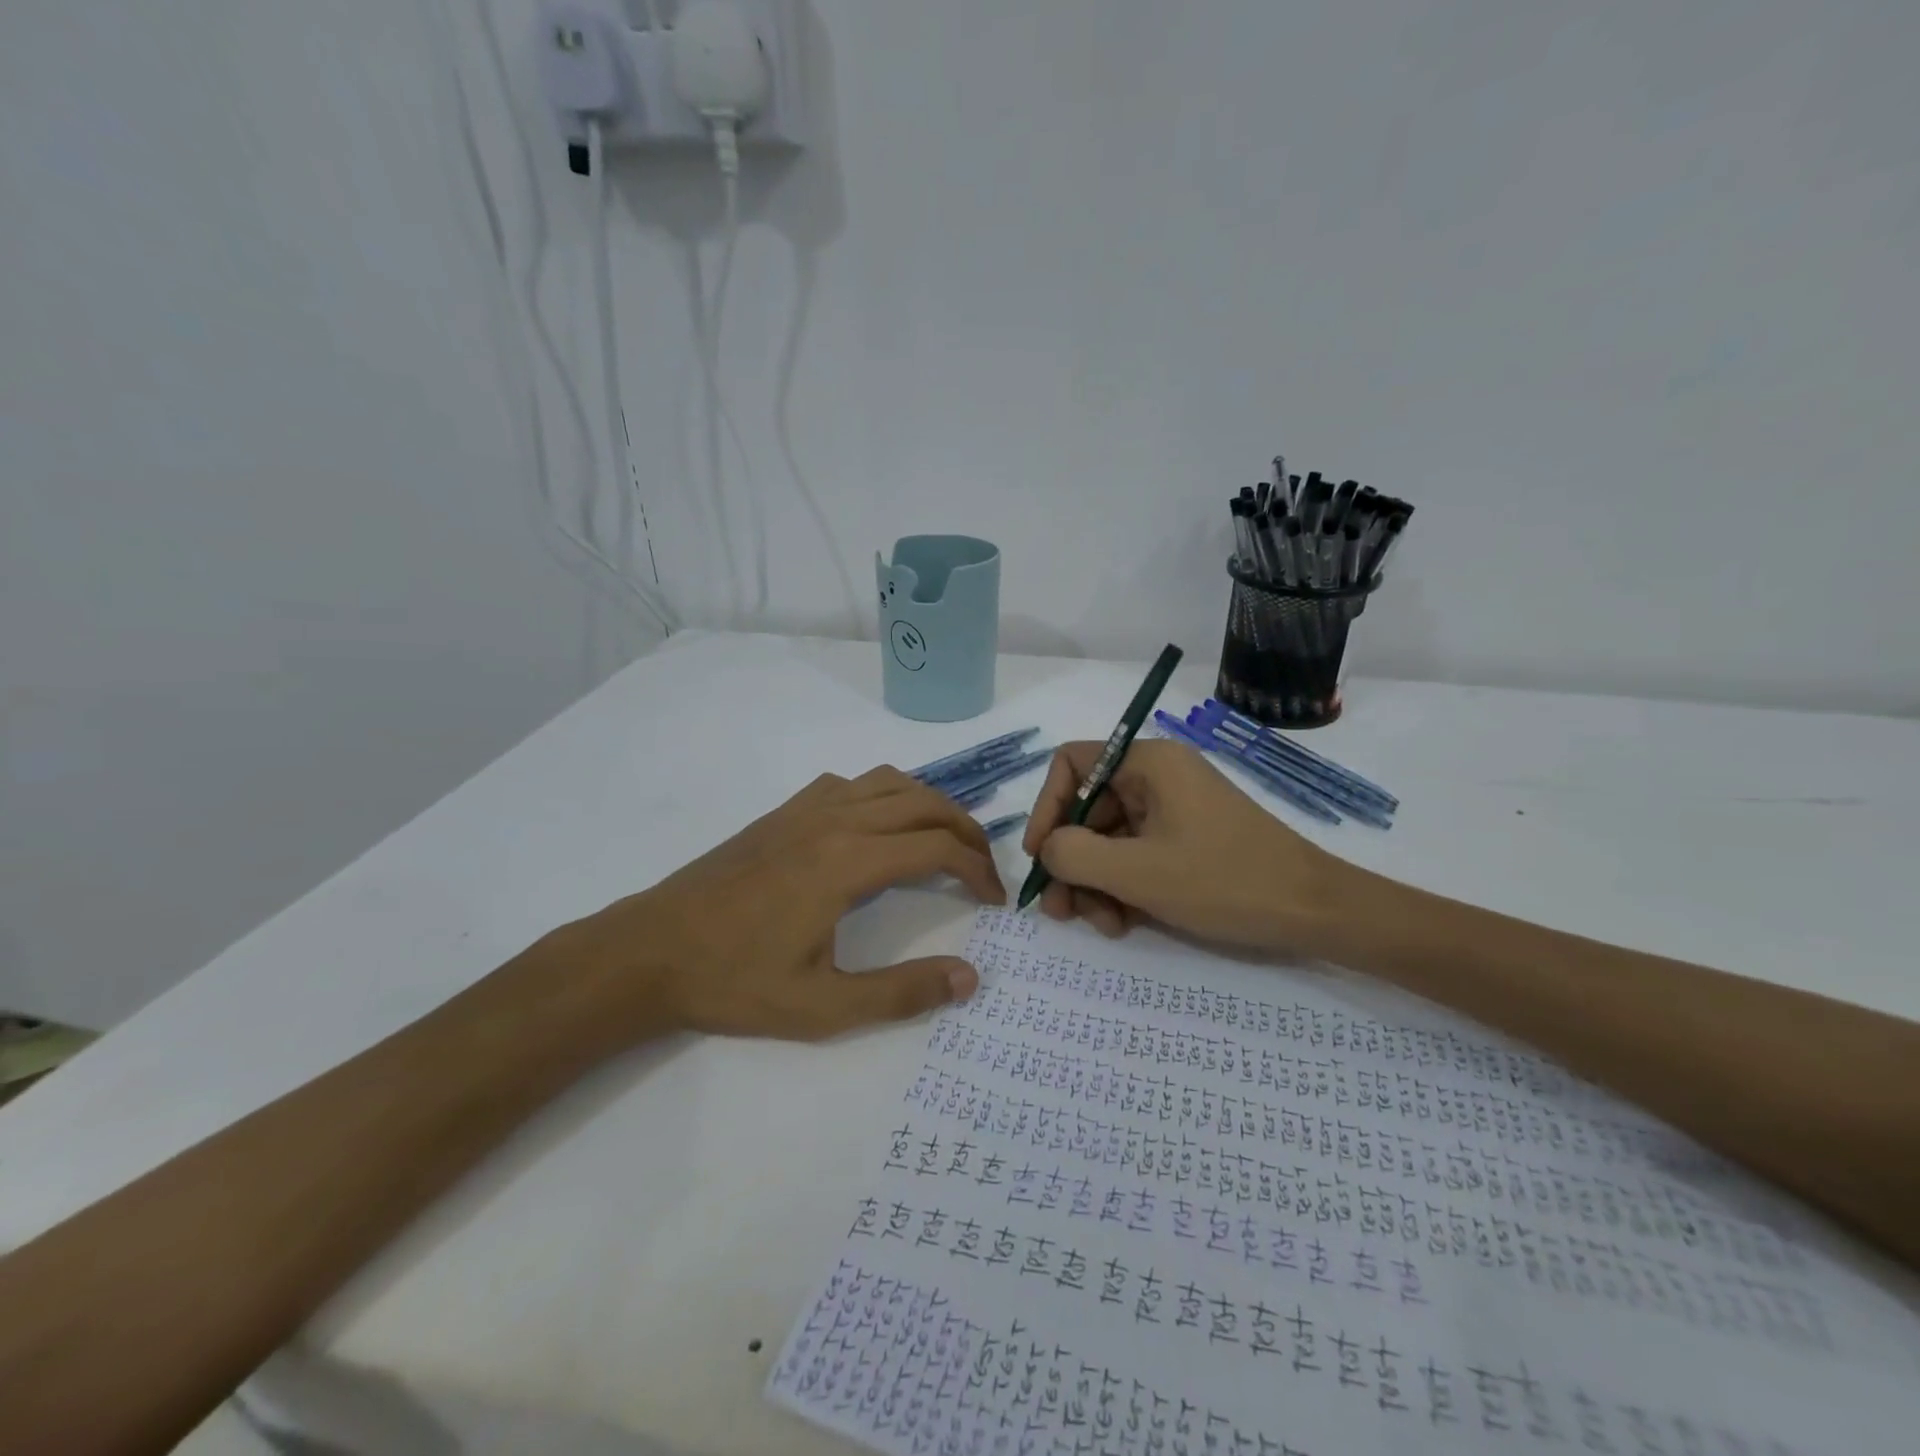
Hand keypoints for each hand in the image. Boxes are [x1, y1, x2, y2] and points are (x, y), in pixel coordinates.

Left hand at [547, 766, 1005, 1042]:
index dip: (977, 869)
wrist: (649, 951)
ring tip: (944, 839)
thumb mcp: (823, 1008)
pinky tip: (878, 827)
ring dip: (928, 803)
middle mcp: (835, 820)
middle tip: (983, 866)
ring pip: (889, 781)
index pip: (937, 847)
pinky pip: (850, 783)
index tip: (994, 899)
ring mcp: (806, 809)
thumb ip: (901, 993)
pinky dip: (884, 793)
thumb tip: (969, 978)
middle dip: (966, 829)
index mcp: (849, 862)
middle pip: (924, 802)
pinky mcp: (783, 813)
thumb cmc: (734, 982)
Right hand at [1023, 739, 1346, 952]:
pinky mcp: (1185, 841)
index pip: (1072, 764)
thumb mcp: (1137, 871)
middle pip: (1087, 809)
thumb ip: (1074, 854)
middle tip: (1061, 911)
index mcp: (1148, 763)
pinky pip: (1135, 856)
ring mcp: (1173, 811)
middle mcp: (1157, 778)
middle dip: (1071, 861)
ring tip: (1101, 924)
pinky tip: (1123, 923)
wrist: (1314, 912)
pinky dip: (1121, 887)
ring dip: (1095, 883)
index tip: (1041, 856)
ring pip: (1108, 840)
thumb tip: (1049, 849)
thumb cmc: (1225, 881)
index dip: (1046, 807)